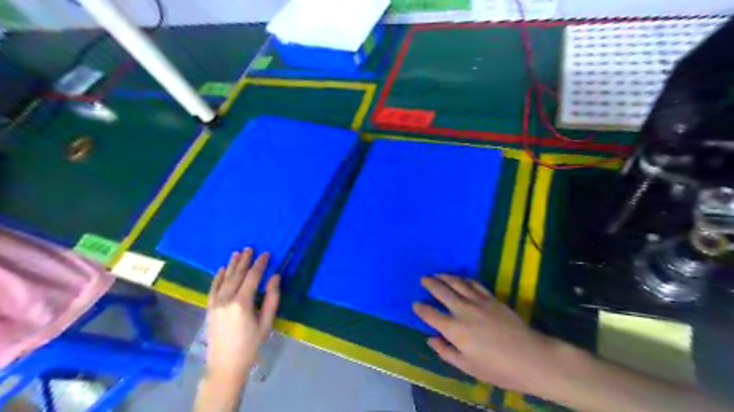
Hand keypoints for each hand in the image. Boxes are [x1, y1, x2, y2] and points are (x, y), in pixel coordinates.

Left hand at [206, 248, 280, 382]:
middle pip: (237, 275)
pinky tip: (221, 269)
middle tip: (250, 248)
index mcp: (242, 303)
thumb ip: (272, 298)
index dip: (260, 264)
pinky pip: (213, 288)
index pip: (252, 277)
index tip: (266, 254)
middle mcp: (226, 299)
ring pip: (224, 279)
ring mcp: (215, 303)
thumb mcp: (266, 323)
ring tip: (237, 252)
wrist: (226, 364)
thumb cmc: (251, 344)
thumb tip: (275, 277)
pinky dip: (217, 277)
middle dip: (245, 261)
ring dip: (231, 265)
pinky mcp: (209, 308)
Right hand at [412, 275, 556, 393]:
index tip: (415, 304)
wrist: (532, 358)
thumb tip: (431, 339)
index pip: (430, 314)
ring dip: (445, 276)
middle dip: (430, 283)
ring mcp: (478, 301)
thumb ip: (446, 351)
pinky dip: (464, 279)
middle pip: (441, 291)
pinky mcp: (492, 298)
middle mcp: (463, 310)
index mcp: (454, 329)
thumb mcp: (468, 367)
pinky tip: (461, 278)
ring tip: (438, 274)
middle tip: (423, 278)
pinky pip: (474, 284)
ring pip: (457, 283)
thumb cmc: (498, 368)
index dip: (420, 308)